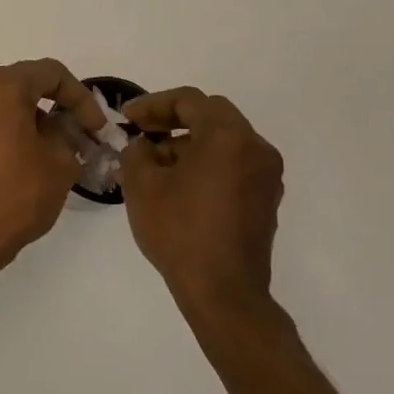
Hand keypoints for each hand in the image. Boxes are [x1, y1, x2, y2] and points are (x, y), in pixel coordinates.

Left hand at [0, 59, 106, 266]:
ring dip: (29, 117)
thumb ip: (68, 131)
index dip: (81, 97)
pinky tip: (21, 155)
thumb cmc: (15, 196)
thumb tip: (65, 124)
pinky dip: (4, 127)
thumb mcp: (59, 162)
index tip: (97, 127)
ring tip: (52, 148)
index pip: (51, 73)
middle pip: (23, 83)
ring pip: (1, 100)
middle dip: (55, 105)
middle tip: (80, 134)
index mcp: (0, 86)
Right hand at [119, 88, 285, 314]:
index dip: (153, 104)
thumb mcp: (142, 185)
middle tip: (143, 132)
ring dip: (190, 143)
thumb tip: (143, 146)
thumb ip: (136, 151)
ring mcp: (266, 175)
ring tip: (155, 164)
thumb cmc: (180, 231)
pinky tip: (179, 185)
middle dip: (173, 120)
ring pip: (224, 141)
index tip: (127, 118)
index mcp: (228, 136)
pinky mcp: (266, 200)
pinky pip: (234, 165)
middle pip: (212, 116)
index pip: (189, 101)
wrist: (223, 291)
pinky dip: (207, 163)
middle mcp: (255, 148)